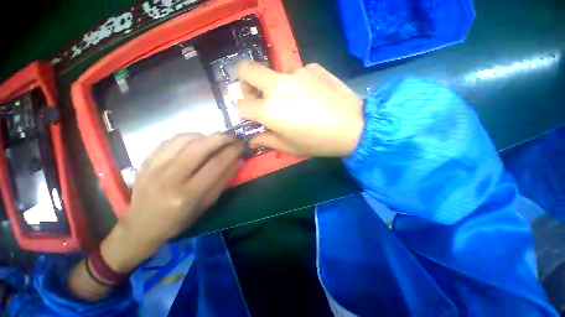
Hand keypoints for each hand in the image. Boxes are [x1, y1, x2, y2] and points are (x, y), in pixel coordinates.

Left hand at [101, 134, 243, 271]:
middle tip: (232, 136)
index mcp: (188, 195)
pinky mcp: (146, 161)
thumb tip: (238, 160)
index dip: (233, 151)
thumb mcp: (206, 205)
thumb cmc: (179, 219)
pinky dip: (188, 137)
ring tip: (215, 139)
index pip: (216, 164)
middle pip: (200, 147)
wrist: (142, 226)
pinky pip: (170, 140)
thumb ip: (223, 181)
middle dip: (220, 138)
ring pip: (185, 139)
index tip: (242, 145)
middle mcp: (170, 178)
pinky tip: (196, 141)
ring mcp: (155, 167)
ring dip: (205, 135)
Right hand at [237, 61, 364, 156]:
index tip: (253, 119)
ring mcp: (297, 72)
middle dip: (245, 84)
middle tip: (258, 98)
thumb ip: (267, 140)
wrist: (354, 127)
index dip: (244, 113)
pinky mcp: (314, 67)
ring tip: (296, 103)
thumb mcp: (290, 147)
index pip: (242, 105)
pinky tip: (312, 96)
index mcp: (270, 109)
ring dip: (277, 88)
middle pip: (247, 70)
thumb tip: (252, 141)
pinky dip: (298, 84)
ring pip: (275, 75)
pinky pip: (297, 74)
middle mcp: (278, 86)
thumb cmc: (318, 142)